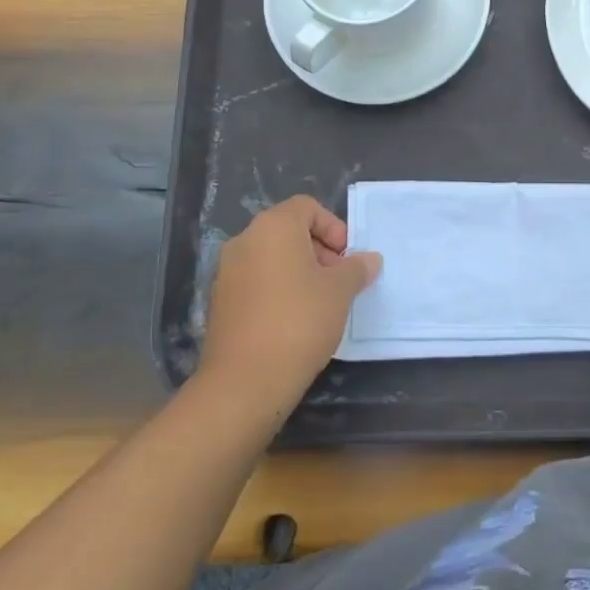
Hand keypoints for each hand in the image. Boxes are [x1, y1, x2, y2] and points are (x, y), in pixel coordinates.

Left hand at [200, 196, 380, 415]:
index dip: (333, 227)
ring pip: (271, 258)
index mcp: (273, 227)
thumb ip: (357, 268)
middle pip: (288, 231)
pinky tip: (295, 321)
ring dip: (299, 271)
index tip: (347, 258)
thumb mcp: (340, 291)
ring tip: (321, 303)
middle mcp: (245, 241)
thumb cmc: (300, 321)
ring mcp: (227, 273)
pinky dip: (278, 290)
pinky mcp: (220, 303)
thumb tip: (370, 259)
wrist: (245, 381)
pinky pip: (256, 282)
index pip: (307, 207)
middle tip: (339, 280)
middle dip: (319, 250)